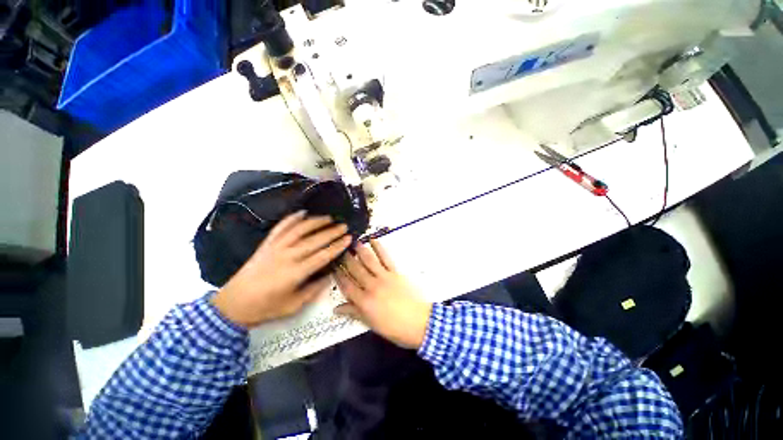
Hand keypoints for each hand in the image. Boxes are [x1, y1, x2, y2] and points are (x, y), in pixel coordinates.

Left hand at [212, 211, 351, 327]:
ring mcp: (275, 247)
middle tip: (344, 225)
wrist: (238, 301)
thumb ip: (312, 290)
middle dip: (330, 231)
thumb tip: (328, 277)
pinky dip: (291, 219)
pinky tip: (301, 213)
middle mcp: (287, 255)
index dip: (337, 246)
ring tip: (328, 218)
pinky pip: (281, 228)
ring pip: (298, 230)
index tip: (349, 238)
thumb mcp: (293, 305)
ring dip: (314, 222)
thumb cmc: (266, 307)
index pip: (322, 255)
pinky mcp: (266, 244)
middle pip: (313, 240)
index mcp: (296, 272)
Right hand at [334, 240, 432, 349]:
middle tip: (338, 249)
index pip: (346, 286)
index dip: (337, 275)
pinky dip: (379, 248)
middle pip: (354, 270)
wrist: (421, 324)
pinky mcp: (396, 274)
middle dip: (345, 259)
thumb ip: (354, 313)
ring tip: (352, 241)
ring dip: (359, 250)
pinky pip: (385, 258)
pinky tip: (373, 239)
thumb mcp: (372, 324)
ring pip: (368, 261)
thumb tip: (336, 309)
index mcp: (363, 302)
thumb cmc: (395, 329)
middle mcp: (371, 287)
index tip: (331, 266)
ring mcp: (384, 278)